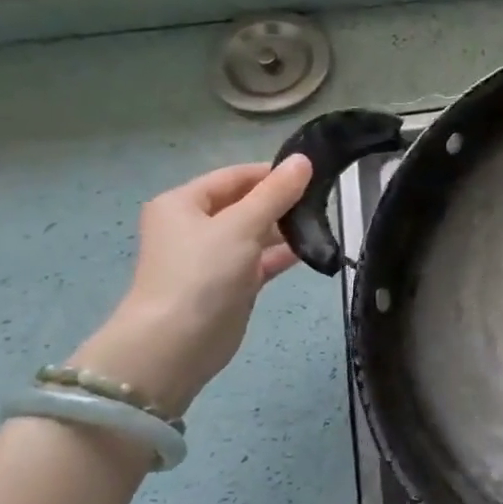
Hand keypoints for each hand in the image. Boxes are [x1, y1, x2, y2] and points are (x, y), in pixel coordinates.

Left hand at [70, 157, 313, 417]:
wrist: (177, 342)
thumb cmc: (202, 273)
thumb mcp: (241, 226)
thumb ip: (275, 193)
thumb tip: (303, 160)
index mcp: (183, 203)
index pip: (233, 176)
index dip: (271, 173)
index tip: (313, 174)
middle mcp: (195, 226)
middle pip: (245, 203)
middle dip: (281, 201)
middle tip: (325, 200)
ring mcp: (213, 257)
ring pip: (255, 233)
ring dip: (285, 228)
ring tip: (325, 223)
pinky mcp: (231, 284)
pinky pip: (261, 260)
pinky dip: (284, 254)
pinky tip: (314, 250)